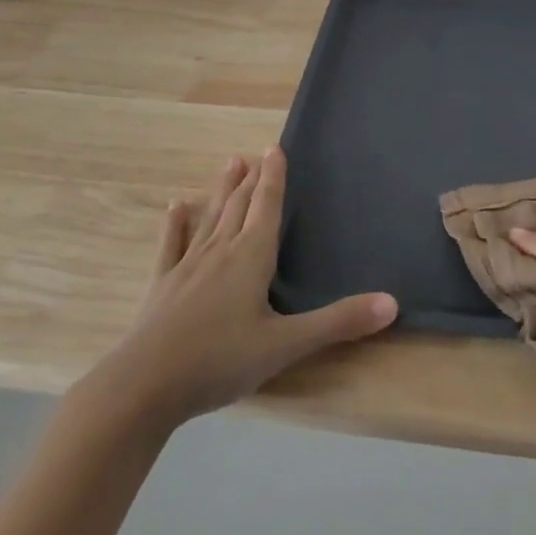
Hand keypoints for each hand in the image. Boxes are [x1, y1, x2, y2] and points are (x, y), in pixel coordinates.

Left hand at [71, 149, 396, 432]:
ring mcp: (187, 266)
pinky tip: (176, 206)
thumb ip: (338, 322)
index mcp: (251, 257)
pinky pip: (172, 245)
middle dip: (252, 179)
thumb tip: (392, 303)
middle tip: (256, 153)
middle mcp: (220, 251)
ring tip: (229, 163)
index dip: (274, 177)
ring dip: (222, 190)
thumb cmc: (219, 360)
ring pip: (210, 217)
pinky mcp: (163, 285)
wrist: (143, 387)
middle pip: (239, 206)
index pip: (267, 207)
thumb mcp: (286, 345)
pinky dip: (176, 224)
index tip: (275, 148)